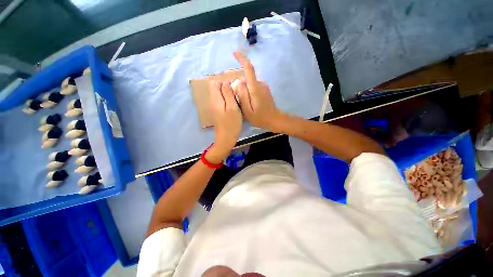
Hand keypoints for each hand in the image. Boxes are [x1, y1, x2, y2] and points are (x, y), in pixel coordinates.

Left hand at [207, 80, 242, 162]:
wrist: (226, 139)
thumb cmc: (231, 124)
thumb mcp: (232, 108)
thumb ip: (228, 94)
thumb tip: (225, 82)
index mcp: (216, 99)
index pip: (215, 83)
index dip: (224, 82)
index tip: (234, 87)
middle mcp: (213, 102)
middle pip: (216, 88)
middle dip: (226, 87)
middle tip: (237, 93)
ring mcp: (215, 107)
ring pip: (219, 95)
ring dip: (227, 94)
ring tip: (237, 99)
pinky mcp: (218, 112)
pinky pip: (221, 101)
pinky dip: (227, 100)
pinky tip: (234, 105)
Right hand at [233, 52, 283, 131]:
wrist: (274, 120)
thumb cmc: (260, 118)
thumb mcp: (247, 110)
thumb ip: (242, 96)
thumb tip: (239, 82)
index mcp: (255, 88)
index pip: (249, 69)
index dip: (242, 59)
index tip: (235, 53)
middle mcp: (260, 84)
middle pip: (247, 79)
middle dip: (240, 86)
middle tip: (238, 100)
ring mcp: (264, 87)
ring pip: (250, 84)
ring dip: (245, 91)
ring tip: (245, 104)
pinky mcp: (265, 90)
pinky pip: (254, 88)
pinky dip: (250, 92)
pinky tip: (251, 103)